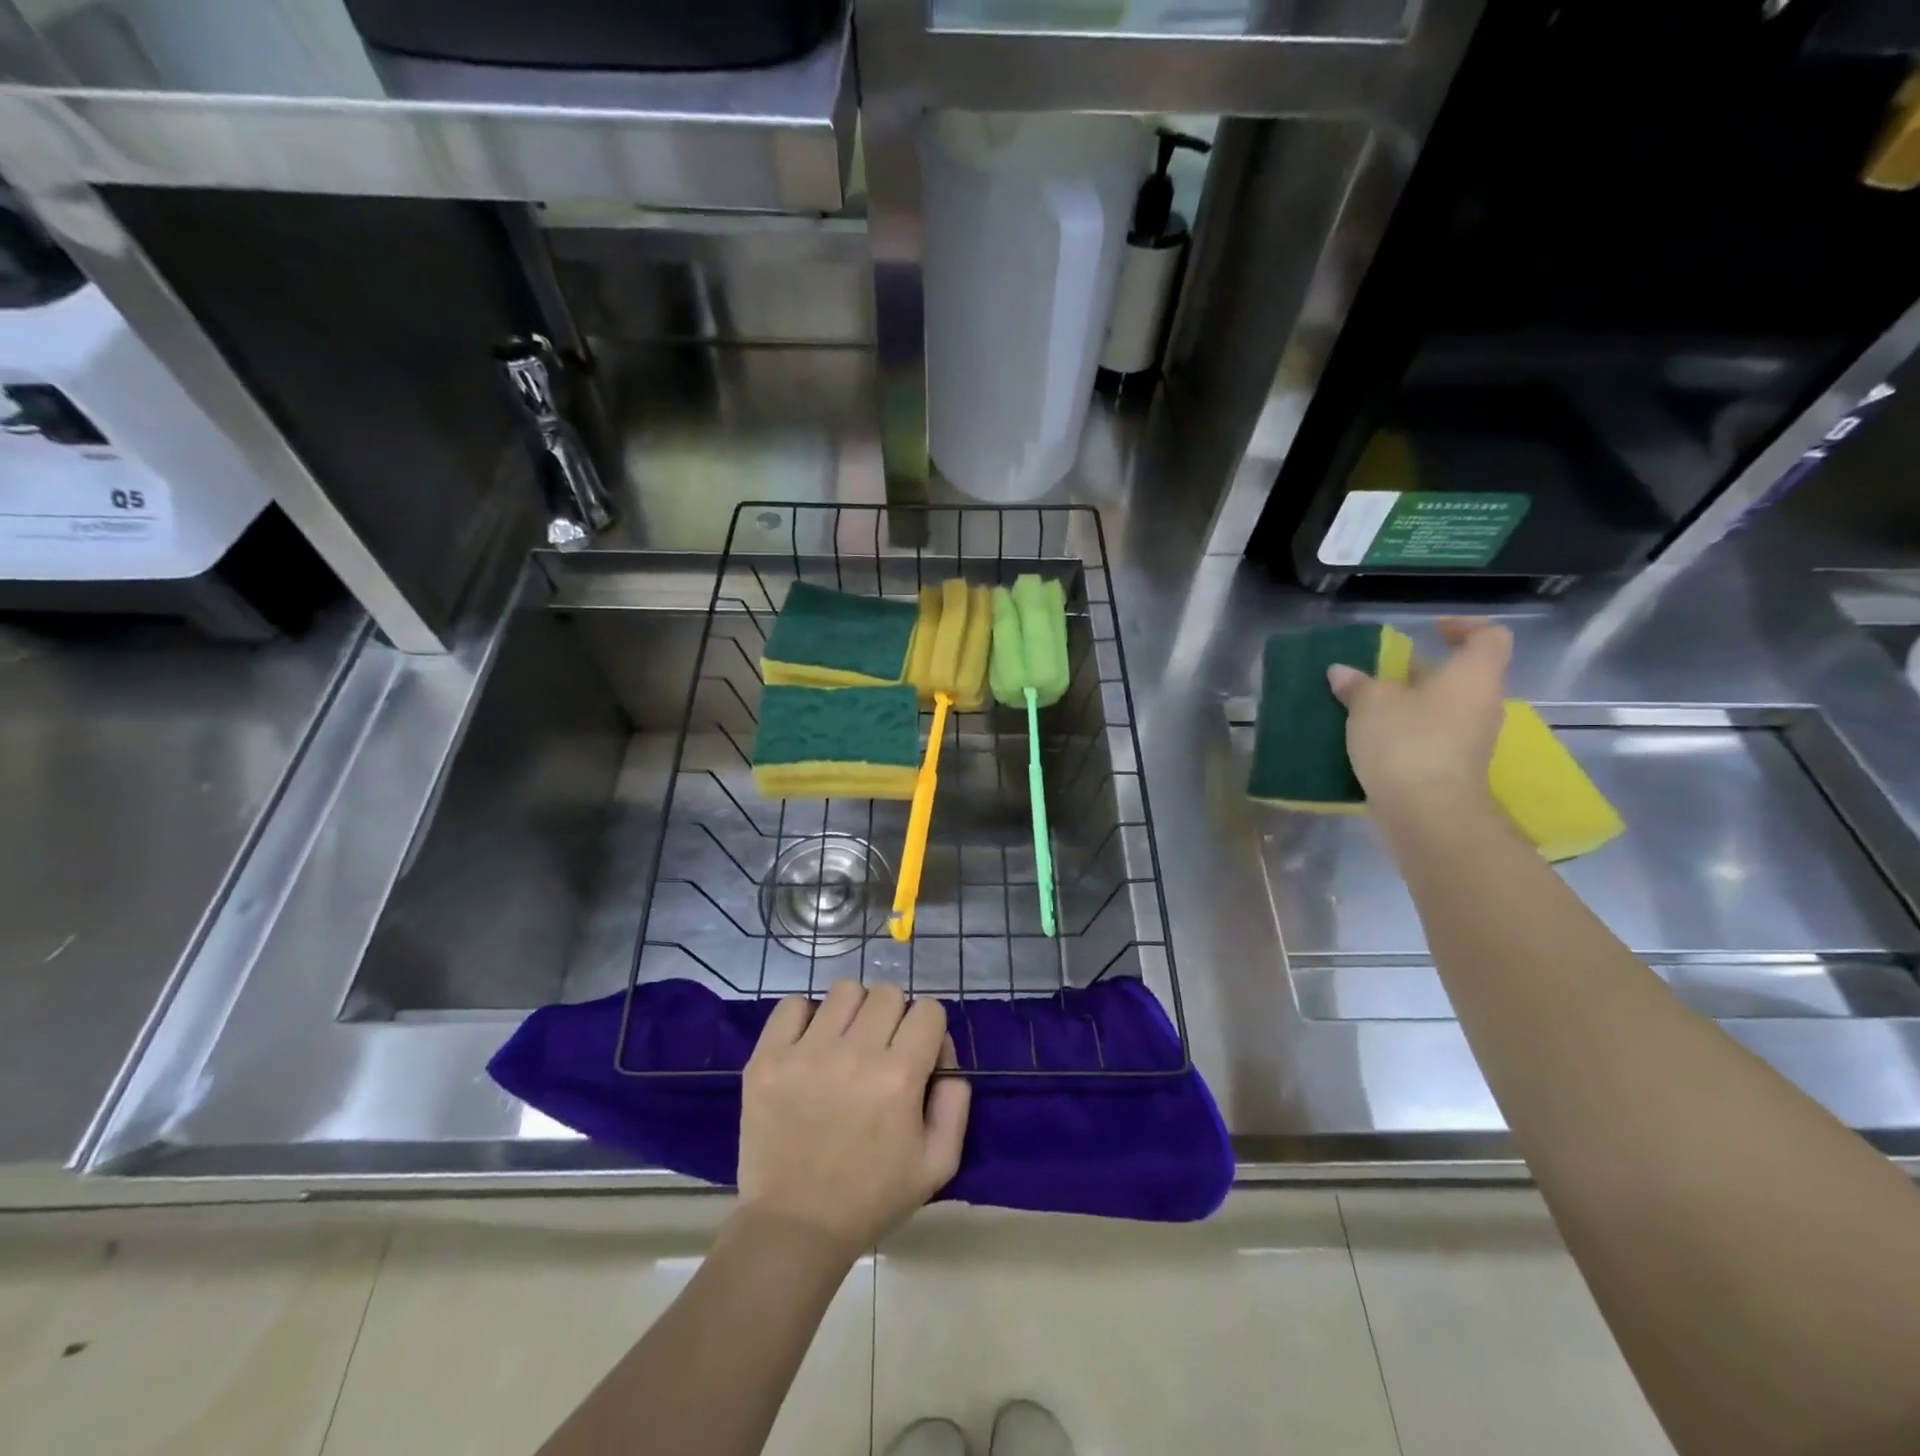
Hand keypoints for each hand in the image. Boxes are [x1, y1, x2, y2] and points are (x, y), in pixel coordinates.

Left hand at [737, 982, 969, 1258]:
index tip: (918, 1056)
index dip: (929, 1030)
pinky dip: (805, 1018)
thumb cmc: (872, 1197)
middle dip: (894, 1016)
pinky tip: (809, 1047)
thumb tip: (945, 1055)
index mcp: (899, 1077)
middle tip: (881, 1050)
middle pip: (888, 993)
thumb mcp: (938, 1163)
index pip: (929, 1010)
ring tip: (844, 1045)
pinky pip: (792, 1005)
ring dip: (853, 1012)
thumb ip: (956, 1102)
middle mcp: (854, 1054)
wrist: (795, 1227)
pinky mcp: (767, 1058)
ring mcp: (806, 1053)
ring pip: (844, 990)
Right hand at [1327, 617, 1511, 810]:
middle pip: (1461, 675)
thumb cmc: (1407, 741)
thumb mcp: (1369, 703)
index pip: (1488, 637)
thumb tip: (1341, 672)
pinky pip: (1434, 736)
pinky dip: (1409, 731)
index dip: (1464, 627)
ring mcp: (1471, 739)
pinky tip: (1374, 738)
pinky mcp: (1454, 767)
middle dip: (1423, 671)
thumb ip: (1356, 684)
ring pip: (1444, 708)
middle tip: (1384, 672)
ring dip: (1412, 703)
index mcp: (1472, 675)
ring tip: (1369, 706)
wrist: (1427, 812)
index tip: (1431, 631)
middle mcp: (1481, 703)